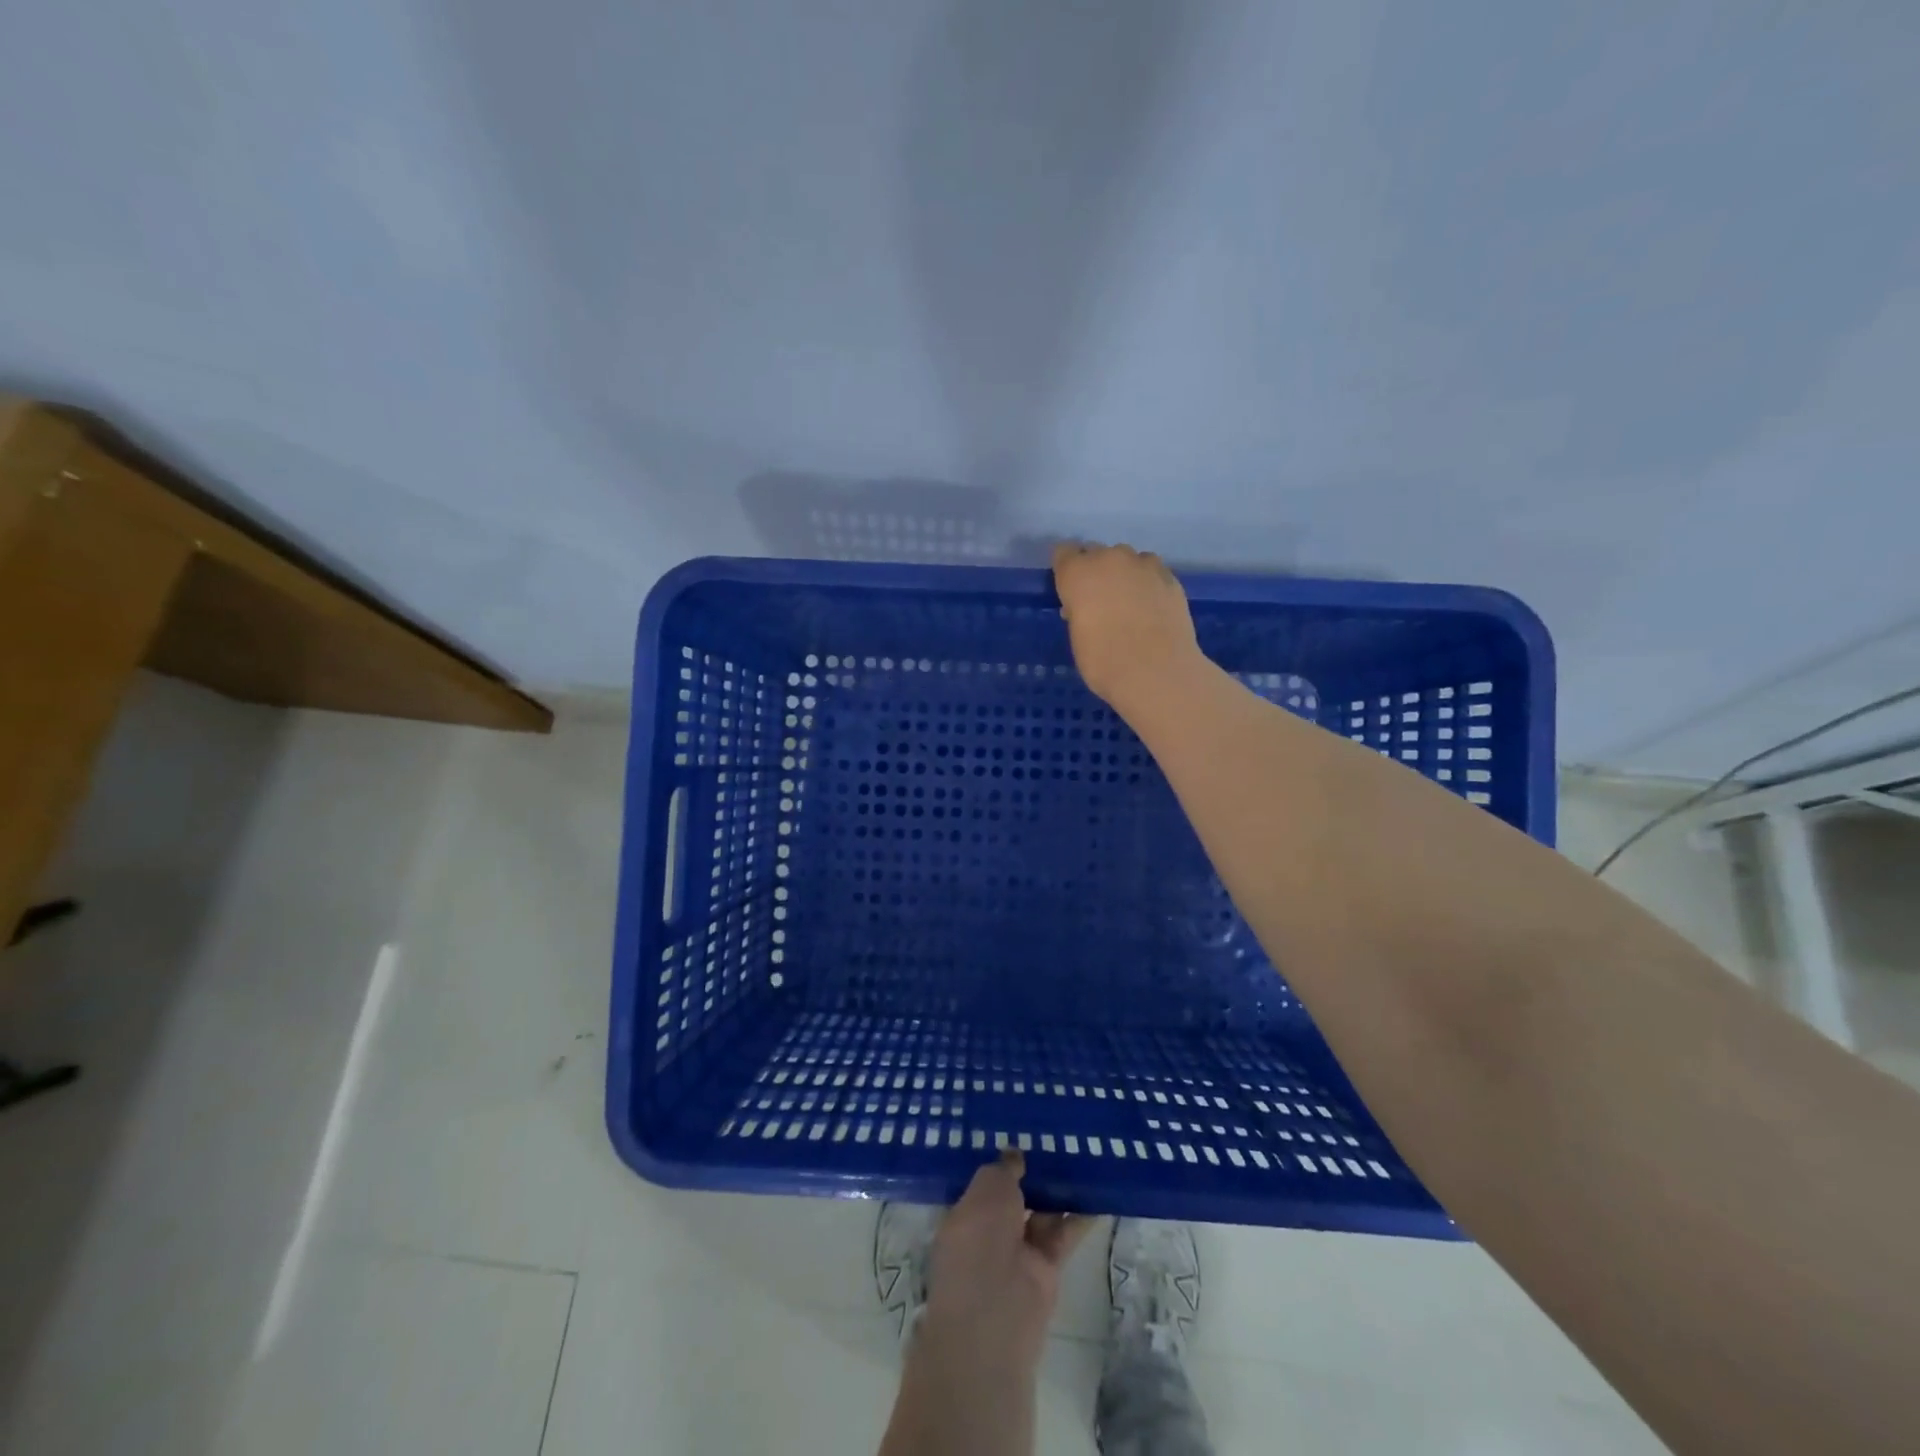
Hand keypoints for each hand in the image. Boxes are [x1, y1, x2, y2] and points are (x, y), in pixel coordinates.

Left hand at [921, 1150, 1095, 1374]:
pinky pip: (1065, 1234)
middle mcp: (990, 1232)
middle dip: (1034, 1172)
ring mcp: (1020, 1252)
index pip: (984, 1183)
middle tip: (1058, 1136)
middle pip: (1016, 1197)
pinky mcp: (1048, 1269)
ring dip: (1060, 1189)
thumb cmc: (979, 1240)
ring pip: (1042, 1212)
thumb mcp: (987, 1189)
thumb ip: (1003, 1170)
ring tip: (1082, 1154)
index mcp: (966, 1214)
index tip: (1022, 1134)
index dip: (1002, 1162)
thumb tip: (1014, 1156)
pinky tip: (1100, 1190)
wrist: (996, 1312)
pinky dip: (1081, 1216)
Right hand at [1052, 541, 1200, 712]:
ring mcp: (1144, 565)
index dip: (1067, 571)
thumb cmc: (1104, 661)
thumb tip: (1088, 608)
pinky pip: (1152, 573)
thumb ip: (1079, 612)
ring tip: (1130, 605)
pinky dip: (1148, 585)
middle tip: (1101, 603)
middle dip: (1096, 572)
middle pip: (1097, 553)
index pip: (1064, 553)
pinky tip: (1151, 609)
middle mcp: (1109, 558)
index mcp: (1078, 572)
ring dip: (1124, 575)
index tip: (1070, 591)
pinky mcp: (1170, 577)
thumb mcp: (1077, 637)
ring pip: (1128, 560)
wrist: (1157, 672)